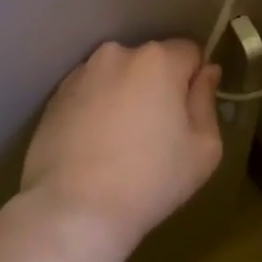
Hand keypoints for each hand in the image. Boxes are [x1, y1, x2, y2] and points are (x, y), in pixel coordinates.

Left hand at [21, 40, 223, 258]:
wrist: (74, 209)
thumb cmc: (151, 180)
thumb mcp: (204, 148)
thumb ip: (207, 101)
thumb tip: (207, 72)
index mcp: (157, 60)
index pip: (190, 52)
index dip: (195, 81)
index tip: (190, 115)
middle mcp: (116, 54)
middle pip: (151, 62)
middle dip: (159, 87)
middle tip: (157, 133)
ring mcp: (80, 75)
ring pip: (117, 77)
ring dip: (125, 96)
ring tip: (121, 143)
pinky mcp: (54, 98)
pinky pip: (89, 94)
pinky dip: (97, 110)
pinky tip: (95, 147)